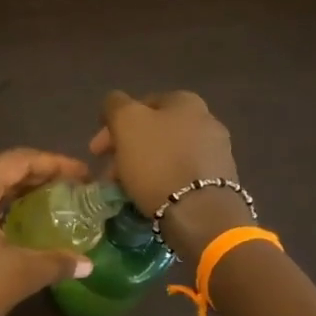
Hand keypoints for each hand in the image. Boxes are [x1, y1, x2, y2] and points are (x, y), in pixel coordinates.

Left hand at [0, 148, 93, 315]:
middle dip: (38, 178)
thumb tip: (86, 263)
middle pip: (1, 169)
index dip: (57, 164)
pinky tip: (15, 228)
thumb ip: (55, 261)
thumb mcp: (18, 274)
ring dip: (16, 194)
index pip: (21, 159)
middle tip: (72, 192)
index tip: (85, 176)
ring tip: (50, 207)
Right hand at [89, 91, 245, 257]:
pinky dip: (161, 181)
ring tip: (125, 189)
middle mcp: (206, 120)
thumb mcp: (126, 123)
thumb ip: (115, 104)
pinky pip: (180, 174)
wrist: (200, 213)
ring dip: (141, 166)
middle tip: (108, 173)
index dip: (113, 125)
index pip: (140, 104)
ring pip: (166, 154)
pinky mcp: (219, 181)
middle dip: (126, 149)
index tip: (97, 151)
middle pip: (153, 131)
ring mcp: (216, 151)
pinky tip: (149, 196)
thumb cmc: (158, 162)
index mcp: (185, 101)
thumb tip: (115, 102)